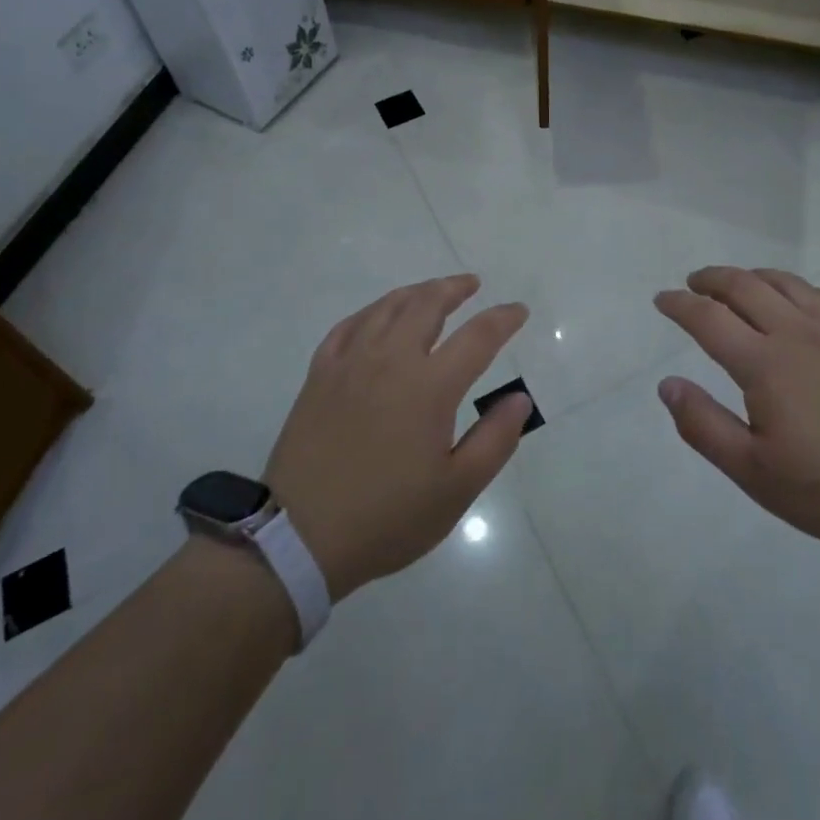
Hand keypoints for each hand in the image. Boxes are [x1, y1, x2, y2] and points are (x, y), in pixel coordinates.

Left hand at [263, 275, 532, 602]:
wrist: (300, 536)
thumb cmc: (387, 517)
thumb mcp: (455, 490)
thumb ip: (495, 439)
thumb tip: (520, 398)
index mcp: (430, 386)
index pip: (477, 337)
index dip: (502, 319)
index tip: (518, 310)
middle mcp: (391, 359)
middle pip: (427, 304)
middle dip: (454, 288)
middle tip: (472, 284)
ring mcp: (351, 361)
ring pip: (388, 306)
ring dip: (416, 292)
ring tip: (432, 291)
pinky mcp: (320, 373)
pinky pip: (349, 324)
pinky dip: (372, 311)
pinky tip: (378, 316)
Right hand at [654, 267, 819, 567]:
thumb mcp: (755, 472)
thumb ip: (704, 425)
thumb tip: (667, 384)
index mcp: (764, 363)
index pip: (708, 318)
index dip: (679, 304)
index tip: (662, 300)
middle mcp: (797, 333)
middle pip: (745, 286)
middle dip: (712, 279)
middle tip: (694, 284)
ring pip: (787, 284)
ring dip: (754, 276)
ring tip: (739, 284)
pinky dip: (802, 290)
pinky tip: (801, 301)